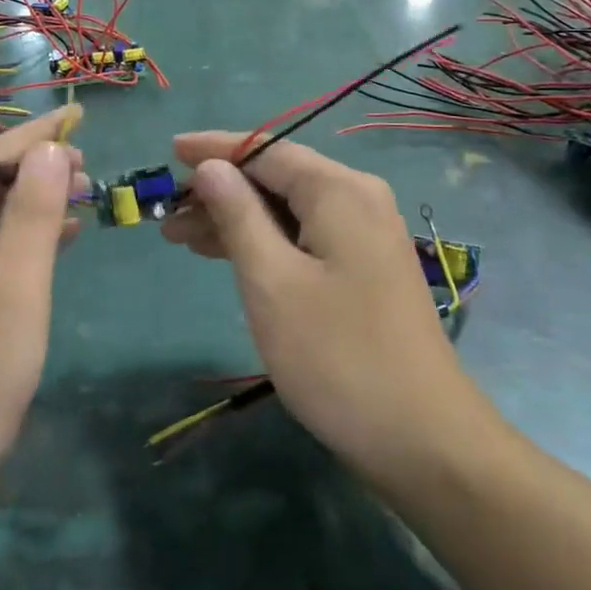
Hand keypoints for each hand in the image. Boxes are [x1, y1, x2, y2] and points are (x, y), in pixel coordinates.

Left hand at [0, 108, 88, 497]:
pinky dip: (5, 237)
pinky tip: (46, 245)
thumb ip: (34, 215)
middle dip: (29, 166)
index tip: (78, 116)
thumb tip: (51, 150)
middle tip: (86, 166)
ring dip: (21, 201)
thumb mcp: (14, 294)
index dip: (36, 137)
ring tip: (77, 197)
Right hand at [161, 133, 480, 479]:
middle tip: (166, 213)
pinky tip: (227, 255)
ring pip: (287, 209)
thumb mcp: (272, 282)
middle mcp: (357, 199)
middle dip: (220, 191)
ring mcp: (365, 234)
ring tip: (180, 237)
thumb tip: (211, 166)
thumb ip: (238, 215)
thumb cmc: (337, 356)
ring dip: (236, 219)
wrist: (424, 439)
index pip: (265, 149)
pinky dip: (264, 242)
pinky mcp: (364, 267)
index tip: (170, 150)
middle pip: (277, 177)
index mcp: (339, 190)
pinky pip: (304, 235)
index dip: (214, 149)